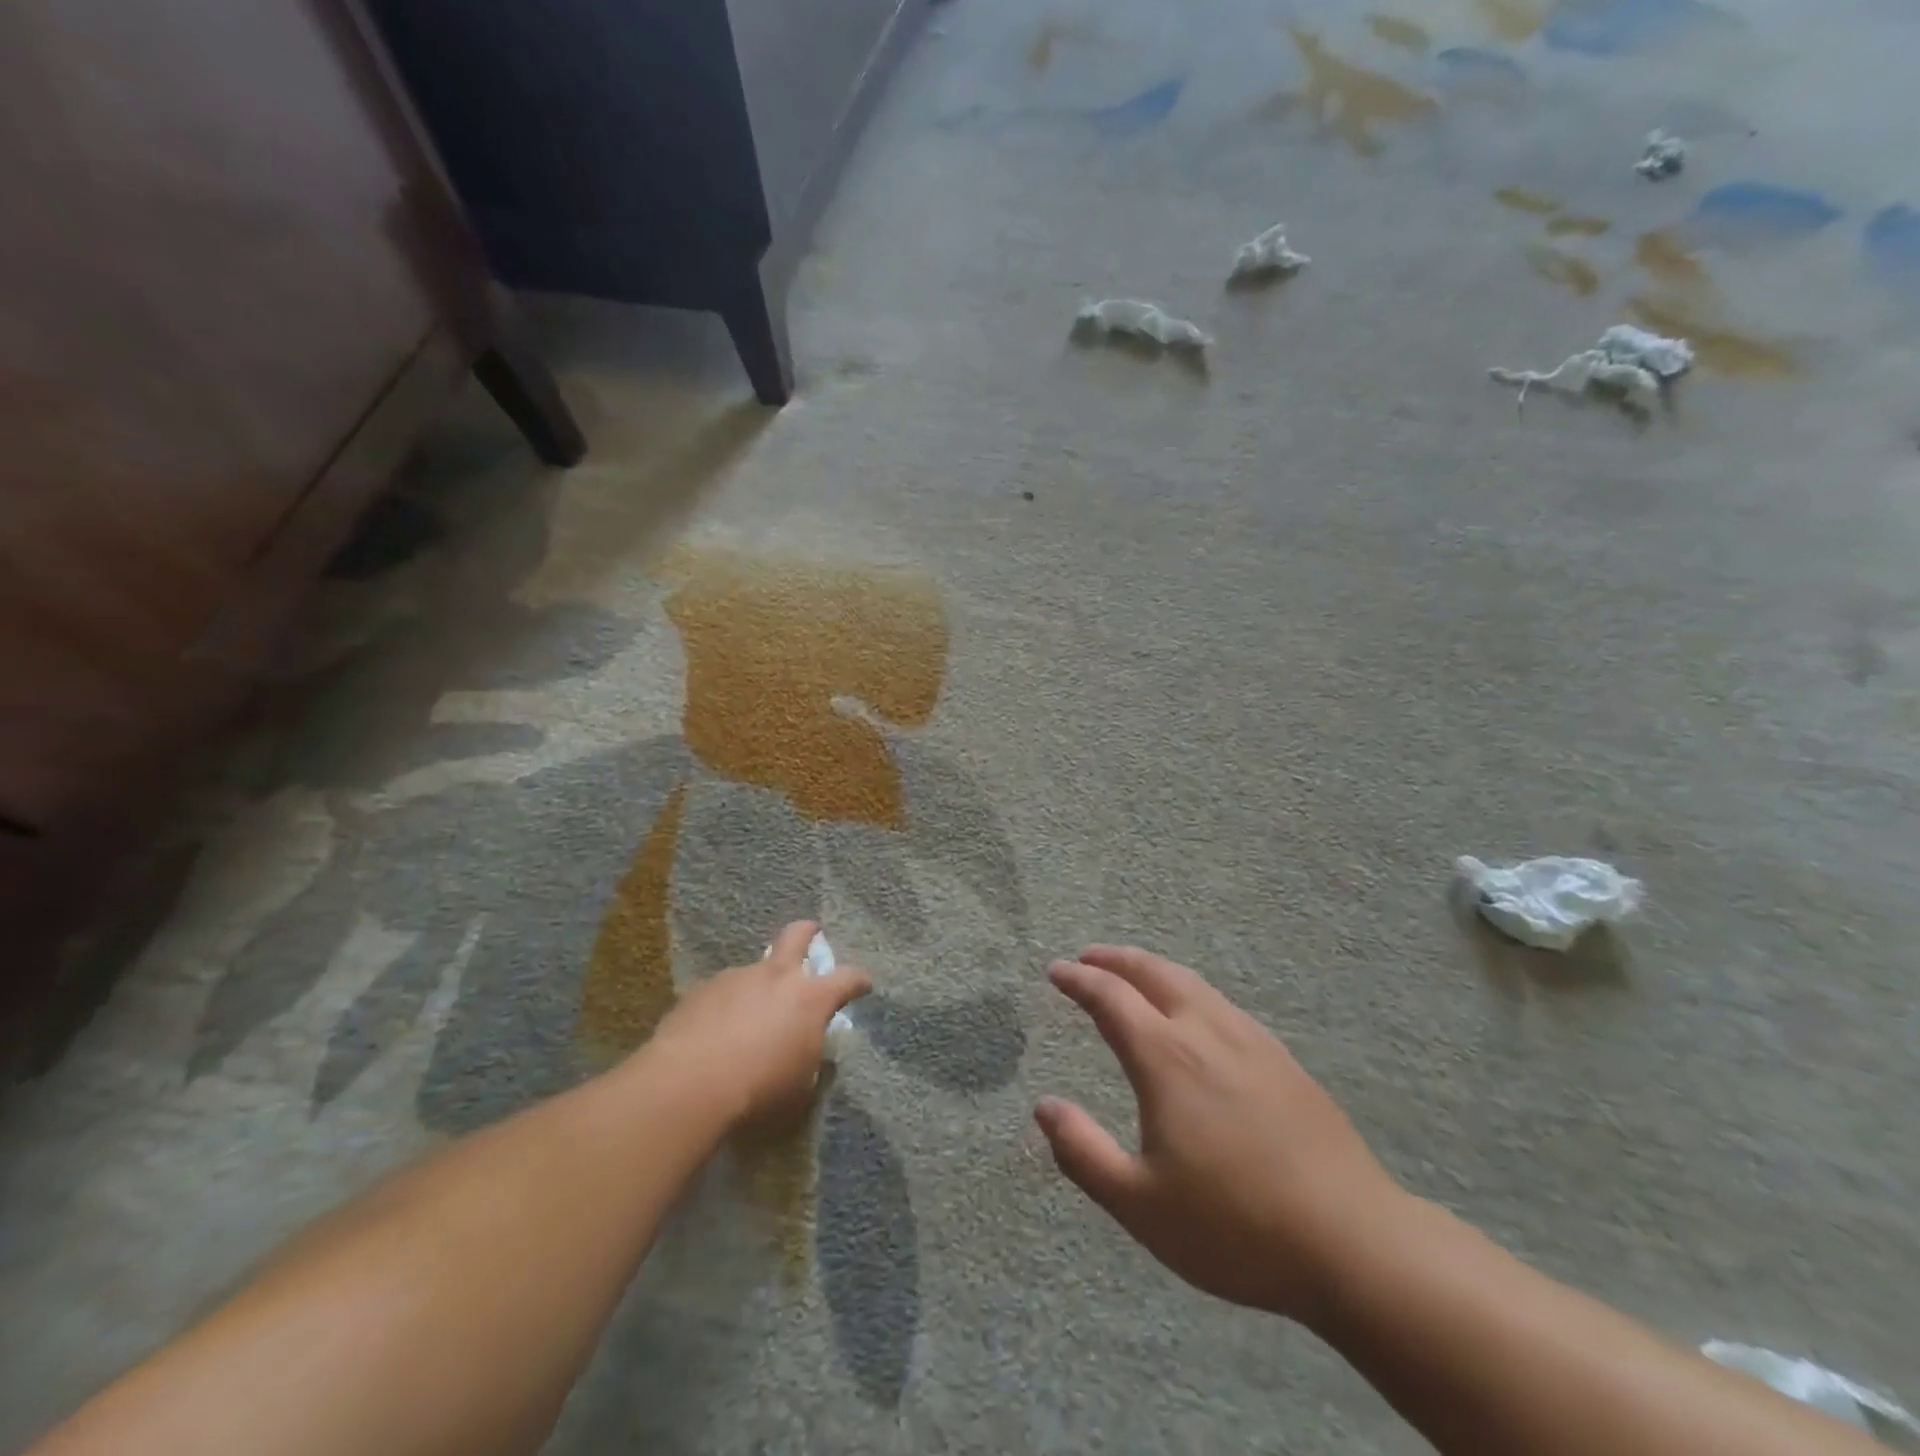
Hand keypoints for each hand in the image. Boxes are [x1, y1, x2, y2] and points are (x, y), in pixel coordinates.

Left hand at [650, 921, 870, 1127]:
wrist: (689, 1083)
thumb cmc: (759, 1089)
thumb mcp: (799, 1086)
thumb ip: (808, 1059)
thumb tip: (808, 1049)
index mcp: (810, 998)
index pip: (847, 979)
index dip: (858, 981)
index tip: (863, 984)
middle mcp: (776, 976)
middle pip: (796, 936)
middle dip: (807, 932)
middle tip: (812, 932)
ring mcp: (735, 978)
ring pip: (753, 970)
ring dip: (757, 986)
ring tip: (746, 1016)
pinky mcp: (700, 990)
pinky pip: (720, 993)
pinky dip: (724, 1006)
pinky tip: (713, 1032)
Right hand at [1036, 946, 1406, 1326]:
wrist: (1354, 1242)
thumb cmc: (1235, 1227)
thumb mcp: (1140, 1205)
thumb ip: (1083, 1153)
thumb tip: (1044, 1107)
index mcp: (1166, 1058)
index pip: (1111, 998)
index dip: (1079, 980)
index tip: (1056, 971)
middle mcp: (1206, 1032)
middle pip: (1154, 973)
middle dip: (1116, 959)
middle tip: (1089, 957)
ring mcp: (1251, 1041)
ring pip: (1193, 983)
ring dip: (1154, 969)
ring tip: (1134, 975)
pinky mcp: (1283, 1059)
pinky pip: (1222, 1004)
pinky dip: (1190, 991)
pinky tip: (1196, 1015)